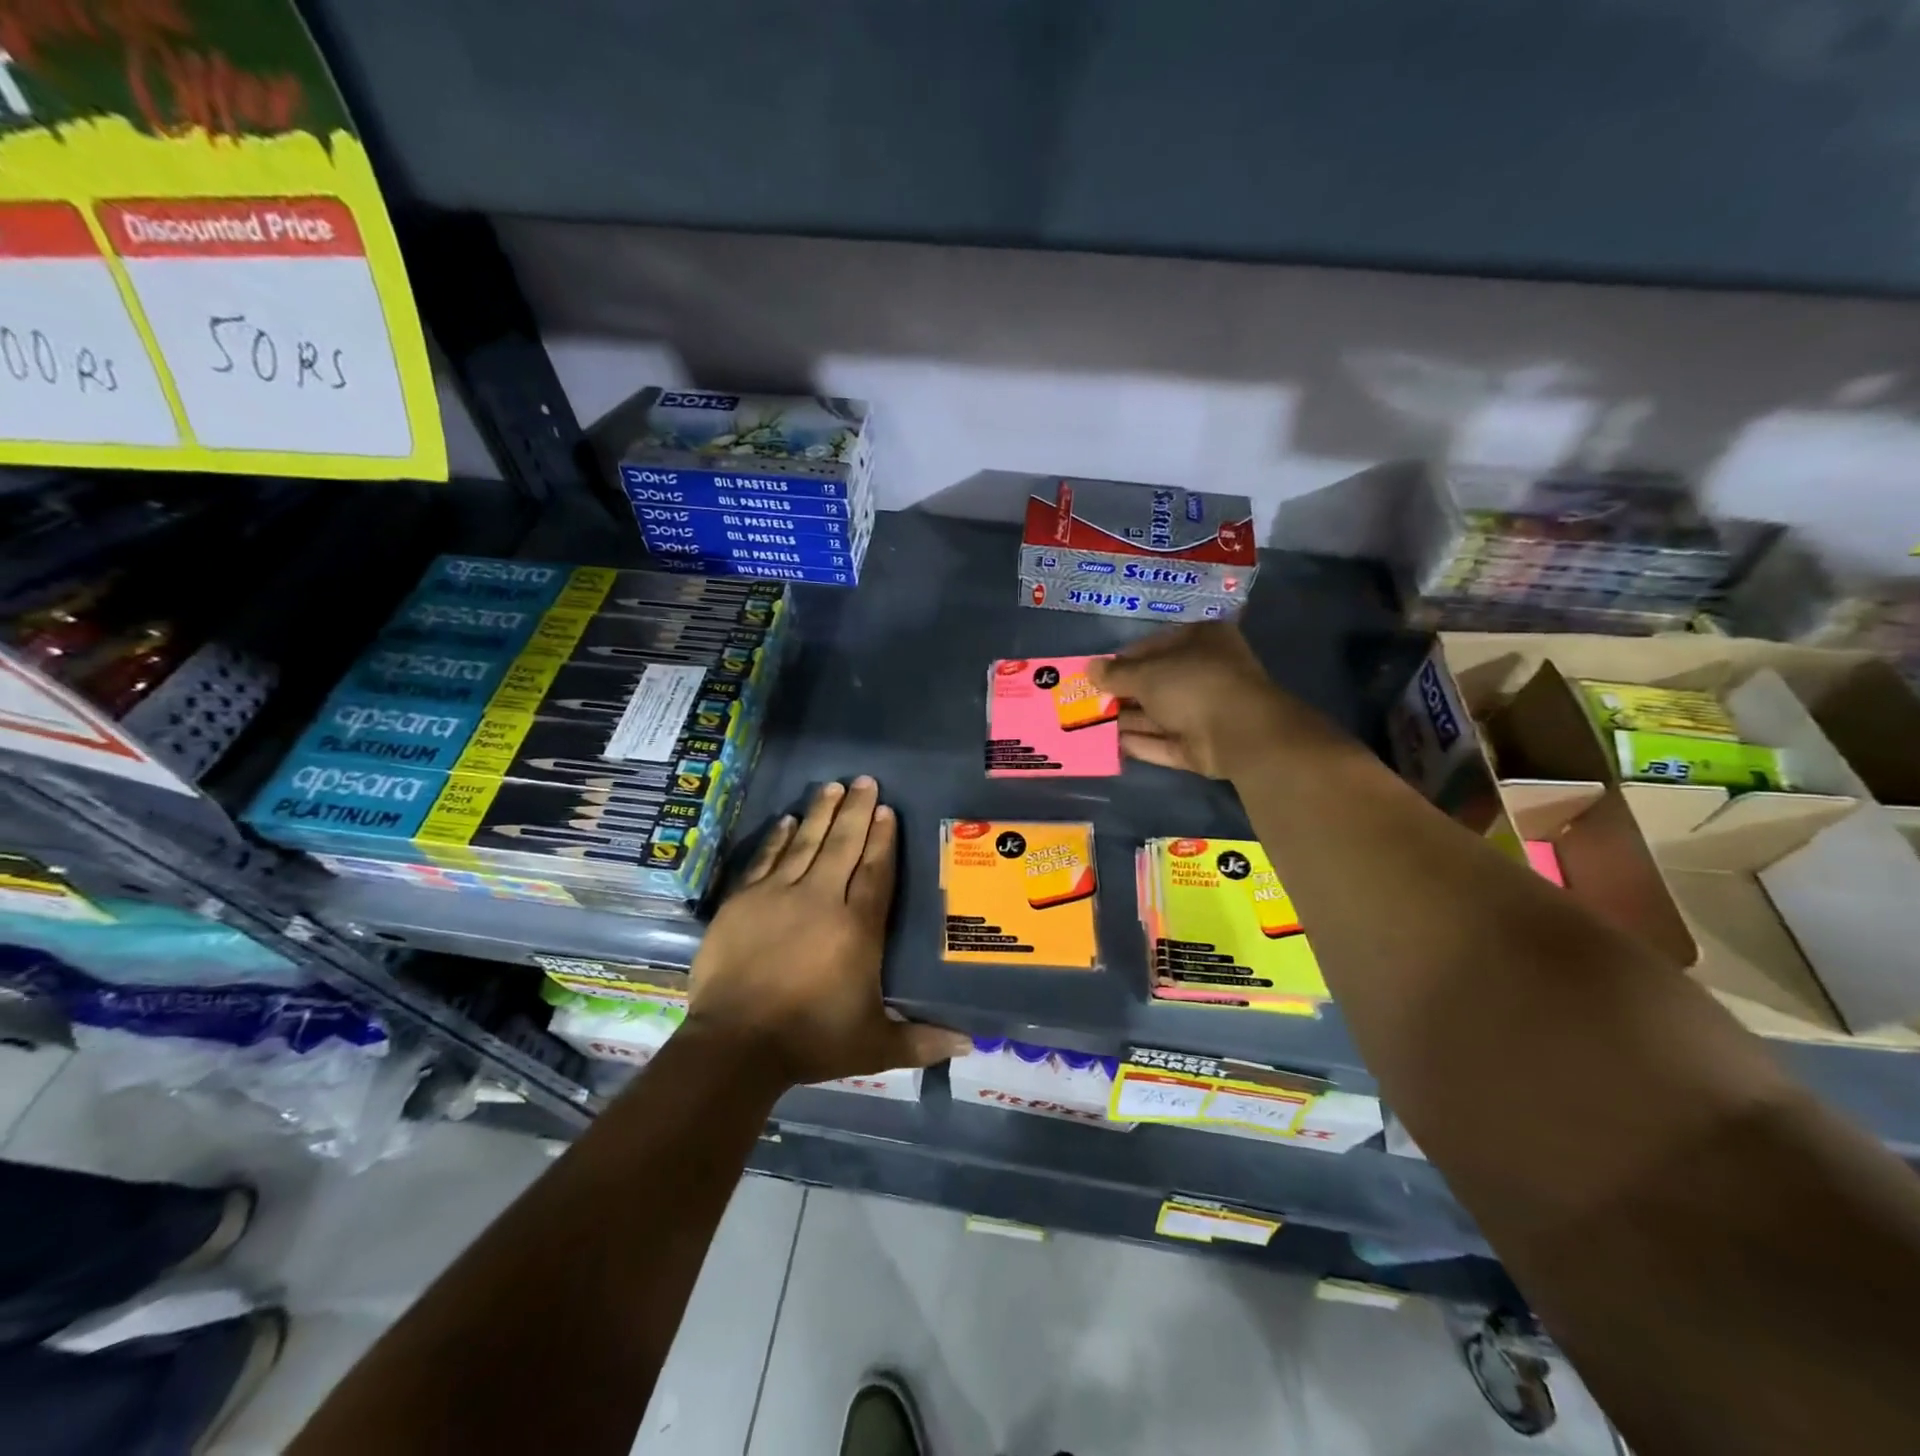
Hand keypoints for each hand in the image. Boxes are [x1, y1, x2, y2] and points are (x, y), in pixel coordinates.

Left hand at [687, 777, 970, 1086]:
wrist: (735, 1045)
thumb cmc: (810, 1041)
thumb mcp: (873, 1046)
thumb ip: (921, 1041)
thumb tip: (970, 1045)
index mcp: (857, 928)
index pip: (876, 872)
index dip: (884, 839)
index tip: (889, 811)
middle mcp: (821, 900)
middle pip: (843, 846)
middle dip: (857, 811)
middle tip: (866, 780)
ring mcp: (778, 896)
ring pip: (805, 843)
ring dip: (820, 813)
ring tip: (832, 786)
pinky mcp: (743, 902)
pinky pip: (765, 859)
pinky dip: (777, 838)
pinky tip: (787, 819)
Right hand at [1088, 623, 1329, 776]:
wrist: (1239, 733)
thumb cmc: (1192, 685)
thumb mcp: (1147, 673)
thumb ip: (1116, 673)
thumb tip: (1089, 668)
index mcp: (1201, 641)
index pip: (1155, 646)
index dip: (1123, 660)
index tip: (1097, 674)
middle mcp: (1206, 673)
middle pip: (1156, 683)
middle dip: (1122, 694)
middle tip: (1088, 702)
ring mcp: (1206, 711)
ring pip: (1159, 714)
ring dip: (1126, 720)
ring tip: (1088, 724)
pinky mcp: (1202, 745)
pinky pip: (1165, 741)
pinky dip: (1140, 742)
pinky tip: (1108, 745)